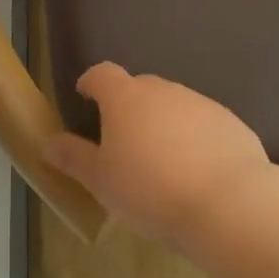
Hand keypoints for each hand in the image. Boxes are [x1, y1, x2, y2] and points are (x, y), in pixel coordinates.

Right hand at [44, 64, 270, 243]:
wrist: (228, 203)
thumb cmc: (150, 191)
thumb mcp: (101, 181)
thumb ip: (73, 158)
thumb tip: (47, 143)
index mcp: (126, 99)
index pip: (102, 74)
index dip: (91, 83)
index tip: (85, 97)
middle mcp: (165, 91)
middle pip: (140, 88)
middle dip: (128, 107)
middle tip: (123, 141)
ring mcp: (202, 104)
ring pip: (174, 106)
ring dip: (163, 123)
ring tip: (161, 162)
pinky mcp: (231, 123)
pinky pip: (203, 124)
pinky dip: (194, 139)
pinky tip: (196, 171)